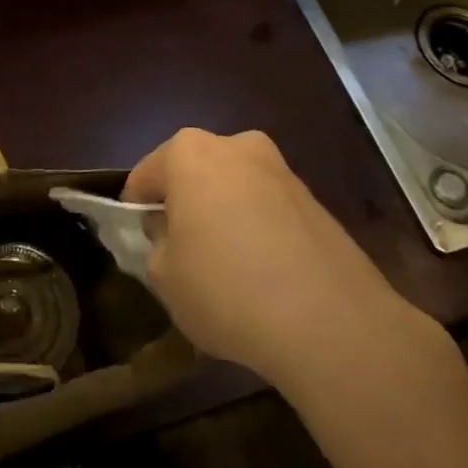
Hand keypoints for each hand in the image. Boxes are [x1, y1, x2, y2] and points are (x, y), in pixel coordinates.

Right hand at [123, 129, 437, 390]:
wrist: (331, 322)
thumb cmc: (226, 289)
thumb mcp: (164, 277)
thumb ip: (157, 246)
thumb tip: (172, 235)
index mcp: (189, 152)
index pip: (145, 176)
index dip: (136, 212)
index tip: (140, 246)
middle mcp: (236, 146)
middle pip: (193, 174)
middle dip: (184, 206)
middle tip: (181, 254)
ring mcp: (281, 169)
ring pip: (233, 189)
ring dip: (223, 216)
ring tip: (226, 270)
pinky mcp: (315, 200)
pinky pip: (267, 209)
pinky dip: (257, 231)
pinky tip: (262, 277)